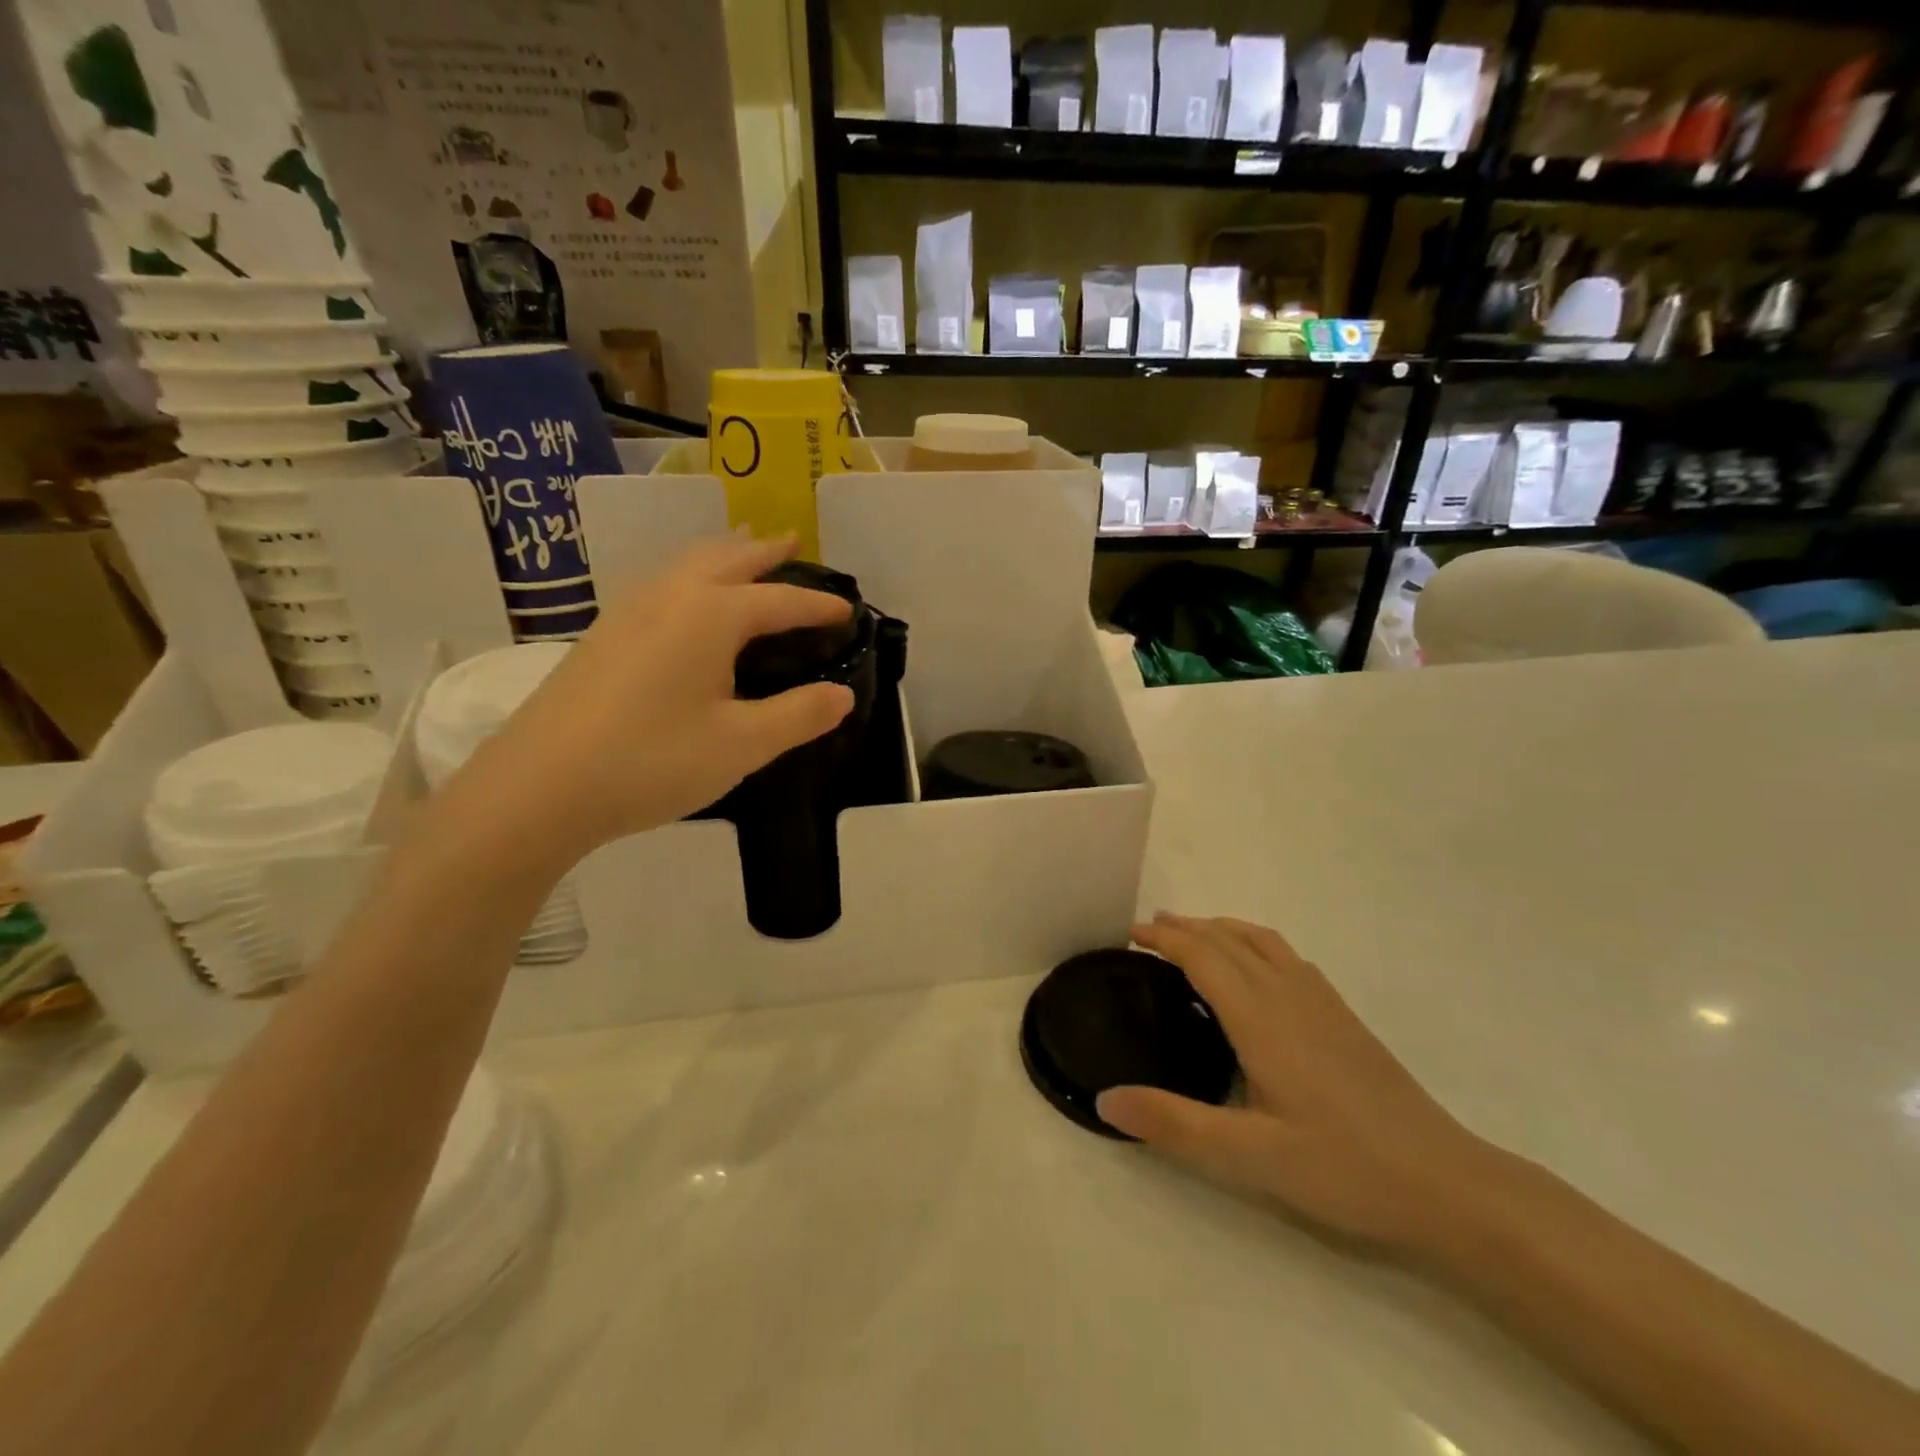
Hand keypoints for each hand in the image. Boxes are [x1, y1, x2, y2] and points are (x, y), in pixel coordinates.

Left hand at [467, 532, 854, 856]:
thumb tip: (842, 695)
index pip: (779, 601)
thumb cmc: (652, 760)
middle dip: (764, 550)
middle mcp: (669, 597)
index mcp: (710, 615)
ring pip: (685, 564)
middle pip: (726, 558)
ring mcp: (627, 612)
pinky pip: (661, 584)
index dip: (817, 605)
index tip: (848, 610)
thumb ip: (798, 715)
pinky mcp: (601, 635)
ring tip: (743, 554)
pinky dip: (690, 575)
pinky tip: (685, 601)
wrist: (538, 788)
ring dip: (723, 554)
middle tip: (793, 542)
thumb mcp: (741, 744)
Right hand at [1097, 914, 1494, 1252]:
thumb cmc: (1344, 1167)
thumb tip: (1104, 1099)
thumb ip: (1174, 1124)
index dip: (1165, 939)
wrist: (1447, 1184)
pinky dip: (1255, 944)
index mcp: (1261, 1018)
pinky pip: (1288, 958)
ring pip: (1263, 942)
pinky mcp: (1344, 1018)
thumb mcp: (1250, 1155)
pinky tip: (1258, 971)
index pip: (1203, 957)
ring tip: (1195, 935)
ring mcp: (1322, 1003)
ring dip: (1222, 929)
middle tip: (1149, 929)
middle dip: (1187, 928)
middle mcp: (1289, 995)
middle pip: (1229, 941)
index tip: (1131, 933)